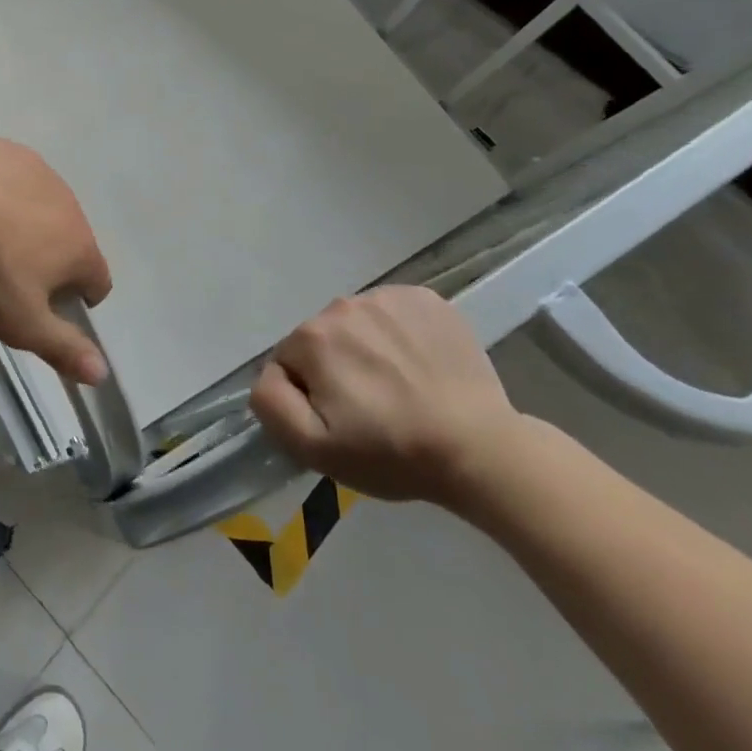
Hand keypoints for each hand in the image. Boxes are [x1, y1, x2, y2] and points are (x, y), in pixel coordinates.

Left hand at [0, 140, 111, 385]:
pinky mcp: (11, 152)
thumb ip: (63, 348)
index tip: (48, 306)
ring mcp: (42, 173)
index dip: (79, 298)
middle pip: (72, 240)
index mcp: (81, 248)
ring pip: (45, 206)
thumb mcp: (22, 322)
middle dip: (51, 258)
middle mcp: (72, 206)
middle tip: (10, 274)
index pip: (99, 280)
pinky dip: (6, 191)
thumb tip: (102, 374)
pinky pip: (18, 177)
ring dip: (30, 222)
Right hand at [249, 287, 523, 505]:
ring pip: (357, 323)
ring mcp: (388, 297)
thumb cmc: (393, 453)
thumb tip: (270, 374)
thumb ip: (271, 403)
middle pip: (322, 338)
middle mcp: (343, 304)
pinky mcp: (426, 299)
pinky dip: (399, 334)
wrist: (482, 450)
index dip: (309, 394)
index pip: (289, 361)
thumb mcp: (314, 449)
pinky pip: (394, 313)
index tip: (342, 420)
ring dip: (367, 349)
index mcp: (312, 337)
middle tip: (371, 407)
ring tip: (400, 388)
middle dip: (337, 368)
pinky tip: (420, 366)